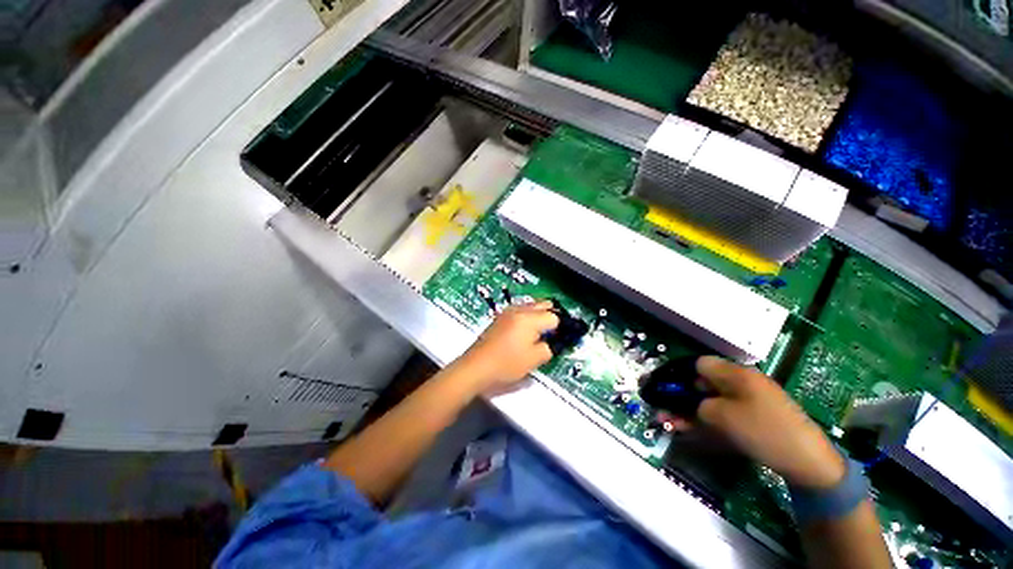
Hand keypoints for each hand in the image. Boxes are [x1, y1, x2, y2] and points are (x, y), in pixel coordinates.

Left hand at [454, 300, 558, 393]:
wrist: (476, 366)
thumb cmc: (506, 363)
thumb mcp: (534, 360)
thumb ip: (549, 348)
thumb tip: (552, 342)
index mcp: (529, 318)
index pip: (554, 316)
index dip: (561, 327)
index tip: (560, 338)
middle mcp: (520, 309)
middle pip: (543, 304)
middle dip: (552, 315)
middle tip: (553, 332)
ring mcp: (508, 311)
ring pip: (531, 305)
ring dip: (539, 314)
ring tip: (540, 332)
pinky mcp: (501, 317)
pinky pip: (521, 310)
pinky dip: (528, 315)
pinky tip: (525, 330)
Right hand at [679, 356, 845, 488]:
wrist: (809, 461)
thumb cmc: (764, 431)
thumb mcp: (724, 416)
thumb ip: (698, 405)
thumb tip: (690, 404)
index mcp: (736, 374)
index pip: (699, 364)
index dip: (680, 374)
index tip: (667, 389)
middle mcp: (741, 382)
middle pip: (703, 382)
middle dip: (681, 396)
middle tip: (663, 410)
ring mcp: (749, 399)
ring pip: (711, 400)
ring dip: (689, 410)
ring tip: (669, 422)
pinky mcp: (754, 416)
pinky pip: (724, 412)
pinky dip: (707, 419)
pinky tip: (691, 429)